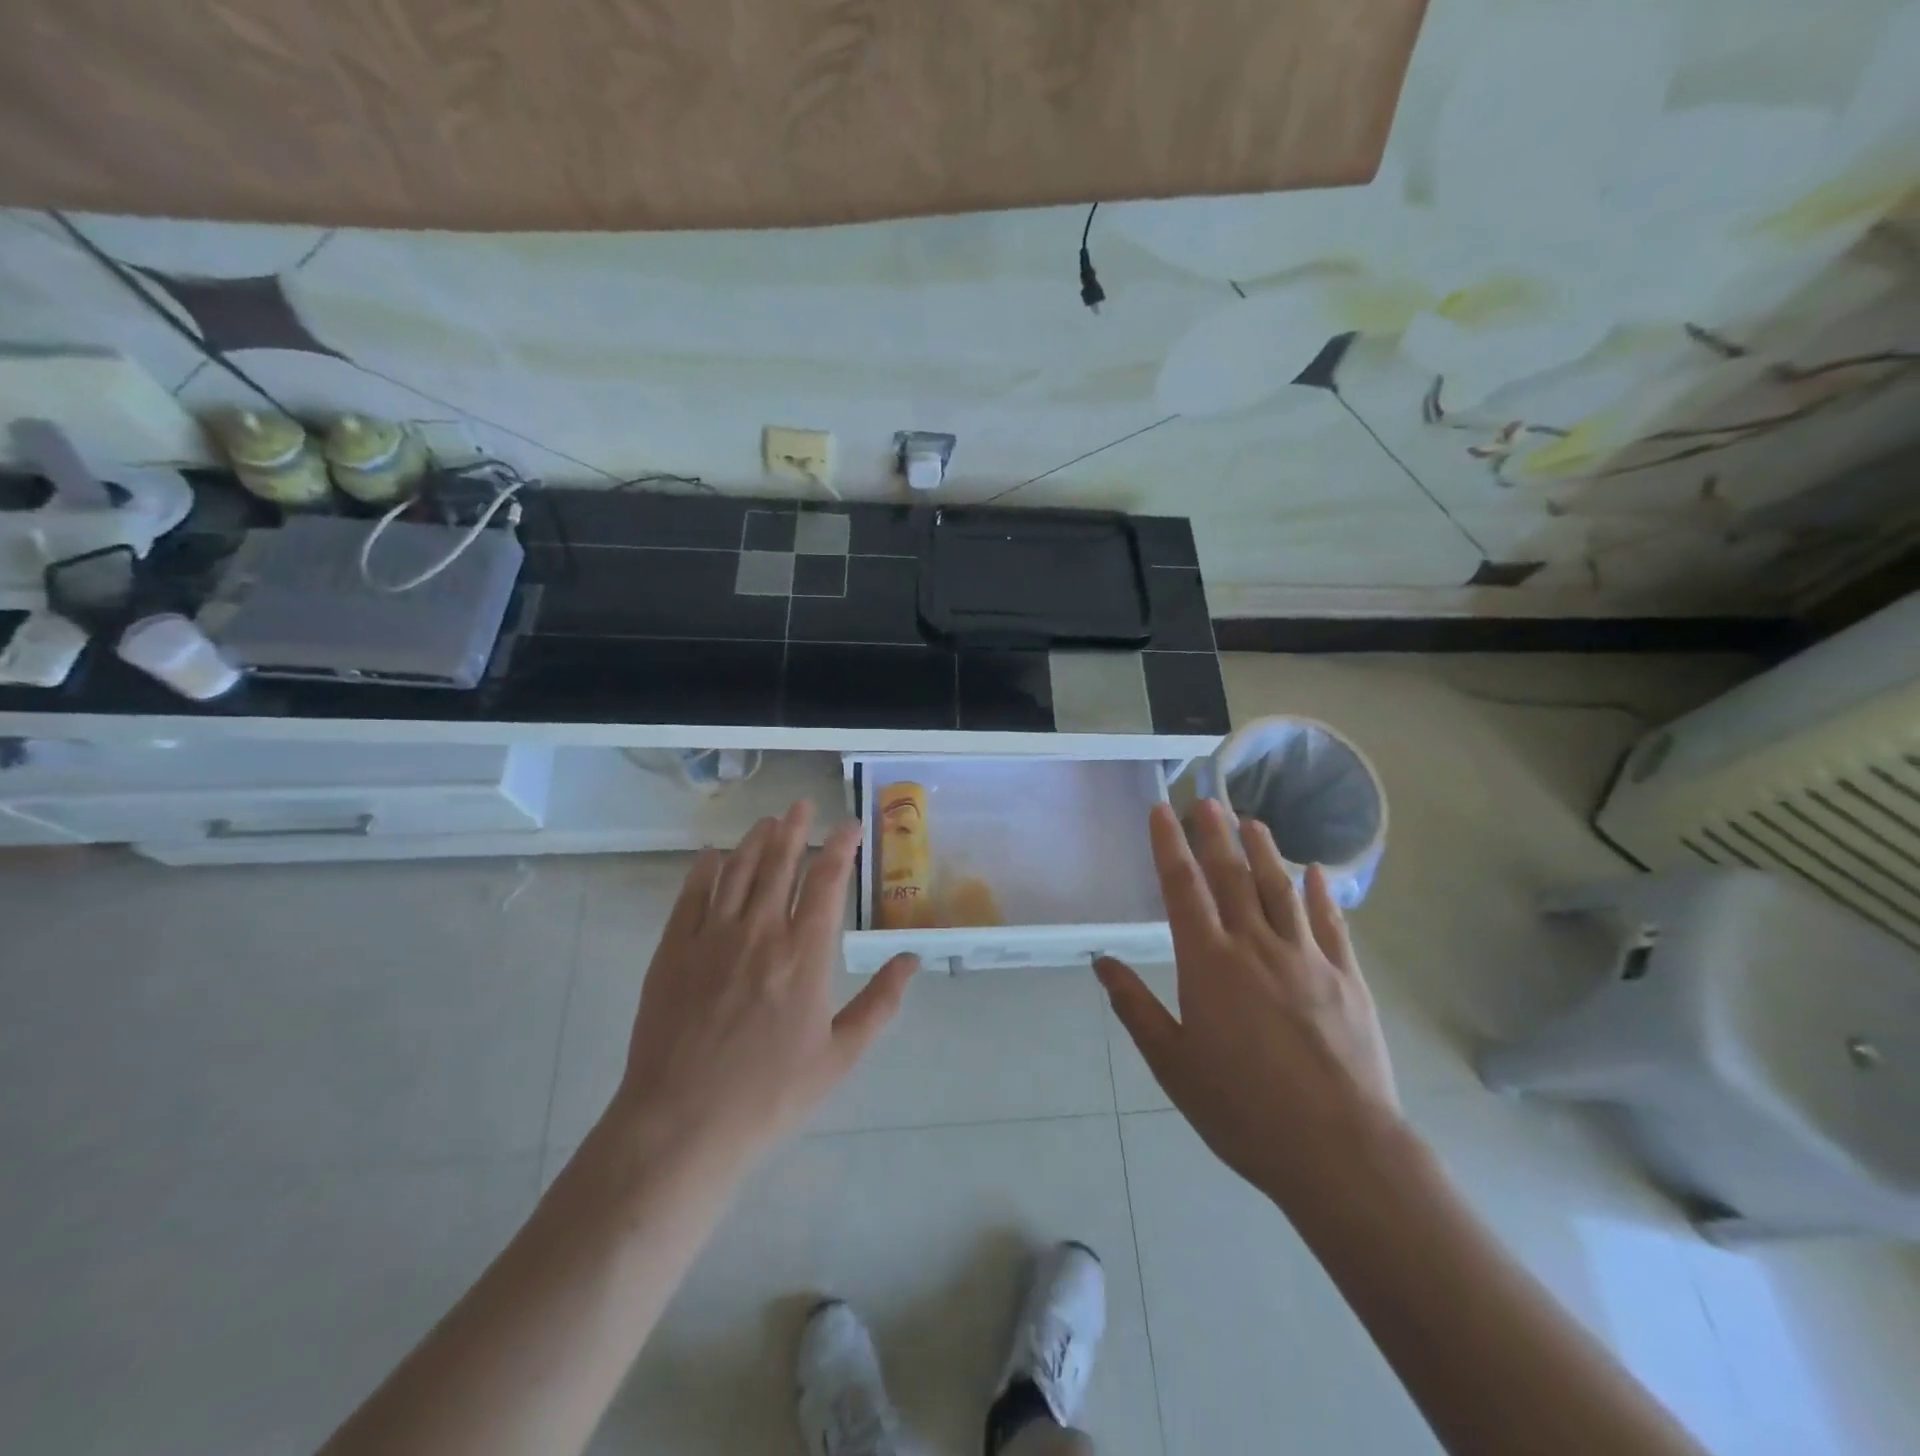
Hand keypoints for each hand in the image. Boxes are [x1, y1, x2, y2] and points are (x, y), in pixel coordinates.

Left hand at [603, 801, 917, 1175]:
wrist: (682, 1124)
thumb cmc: (769, 1095)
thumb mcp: (839, 1057)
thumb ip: (879, 1004)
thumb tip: (911, 959)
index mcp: (804, 955)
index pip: (828, 882)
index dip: (841, 847)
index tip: (850, 826)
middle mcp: (760, 932)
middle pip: (781, 863)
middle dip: (795, 829)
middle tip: (802, 805)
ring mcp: (712, 937)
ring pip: (738, 870)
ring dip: (755, 840)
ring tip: (768, 821)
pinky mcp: (673, 950)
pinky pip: (691, 895)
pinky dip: (705, 869)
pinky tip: (712, 856)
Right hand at [1096, 800, 1403, 1210]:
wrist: (1340, 1151)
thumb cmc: (1242, 1110)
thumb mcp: (1172, 1064)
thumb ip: (1134, 1007)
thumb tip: (1100, 961)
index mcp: (1208, 964)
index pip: (1183, 888)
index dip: (1169, 845)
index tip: (1162, 810)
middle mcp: (1255, 946)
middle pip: (1232, 876)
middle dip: (1215, 834)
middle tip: (1207, 800)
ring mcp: (1307, 958)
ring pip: (1282, 889)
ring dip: (1265, 851)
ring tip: (1254, 822)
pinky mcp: (1347, 979)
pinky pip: (1332, 924)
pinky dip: (1322, 894)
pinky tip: (1316, 873)